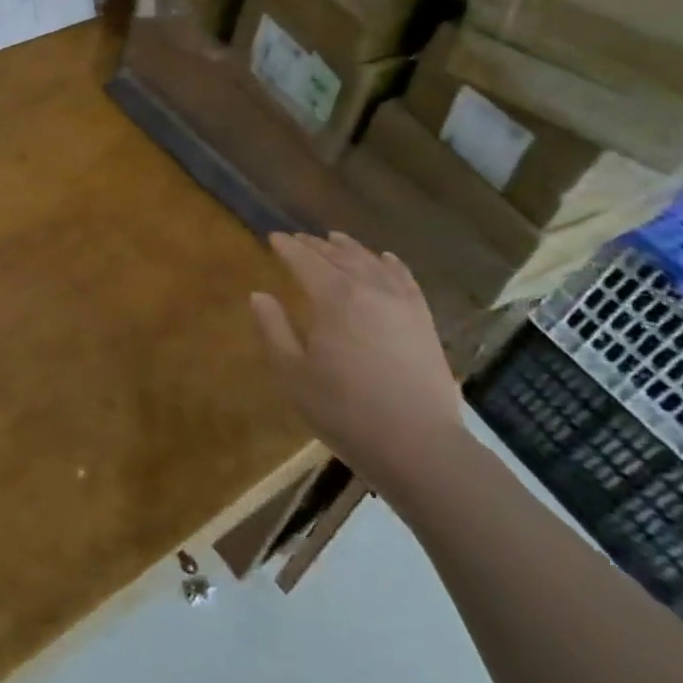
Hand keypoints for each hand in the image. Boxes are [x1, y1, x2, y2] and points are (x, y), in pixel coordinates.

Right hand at [249, 231, 466, 499]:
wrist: (418, 445)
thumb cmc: (345, 411)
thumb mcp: (294, 374)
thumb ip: (273, 330)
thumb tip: (258, 295)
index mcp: (334, 298)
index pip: (305, 261)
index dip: (287, 247)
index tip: (273, 237)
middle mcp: (369, 289)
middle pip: (338, 256)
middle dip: (315, 245)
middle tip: (298, 239)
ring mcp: (402, 303)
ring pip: (372, 262)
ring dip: (350, 248)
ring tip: (335, 239)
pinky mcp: (424, 321)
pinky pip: (406, 280)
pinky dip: (391, 264)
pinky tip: (386, 258)